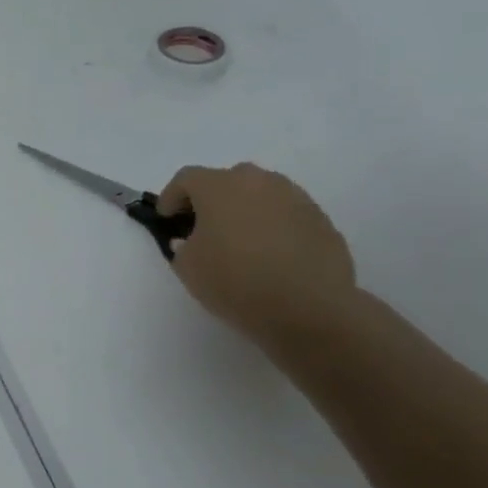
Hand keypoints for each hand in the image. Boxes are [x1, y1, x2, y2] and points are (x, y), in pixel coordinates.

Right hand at [158, 163, 360, 352]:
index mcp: (219, 187)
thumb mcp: (188, 267)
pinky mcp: (321, 220)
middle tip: (203, 228)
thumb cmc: (235, 281)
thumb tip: (193, 239)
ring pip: (260, 195)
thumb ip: (183, 245)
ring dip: (245, 211)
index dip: (171, 197)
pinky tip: (270, 256)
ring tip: (240, 243)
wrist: (308, 308)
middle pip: (227, 180)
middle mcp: (258, 182)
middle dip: (211, 199)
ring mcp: (295, 198)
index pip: (186, 179)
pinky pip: (285, 214)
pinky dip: (272, 226)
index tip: (167, 220)